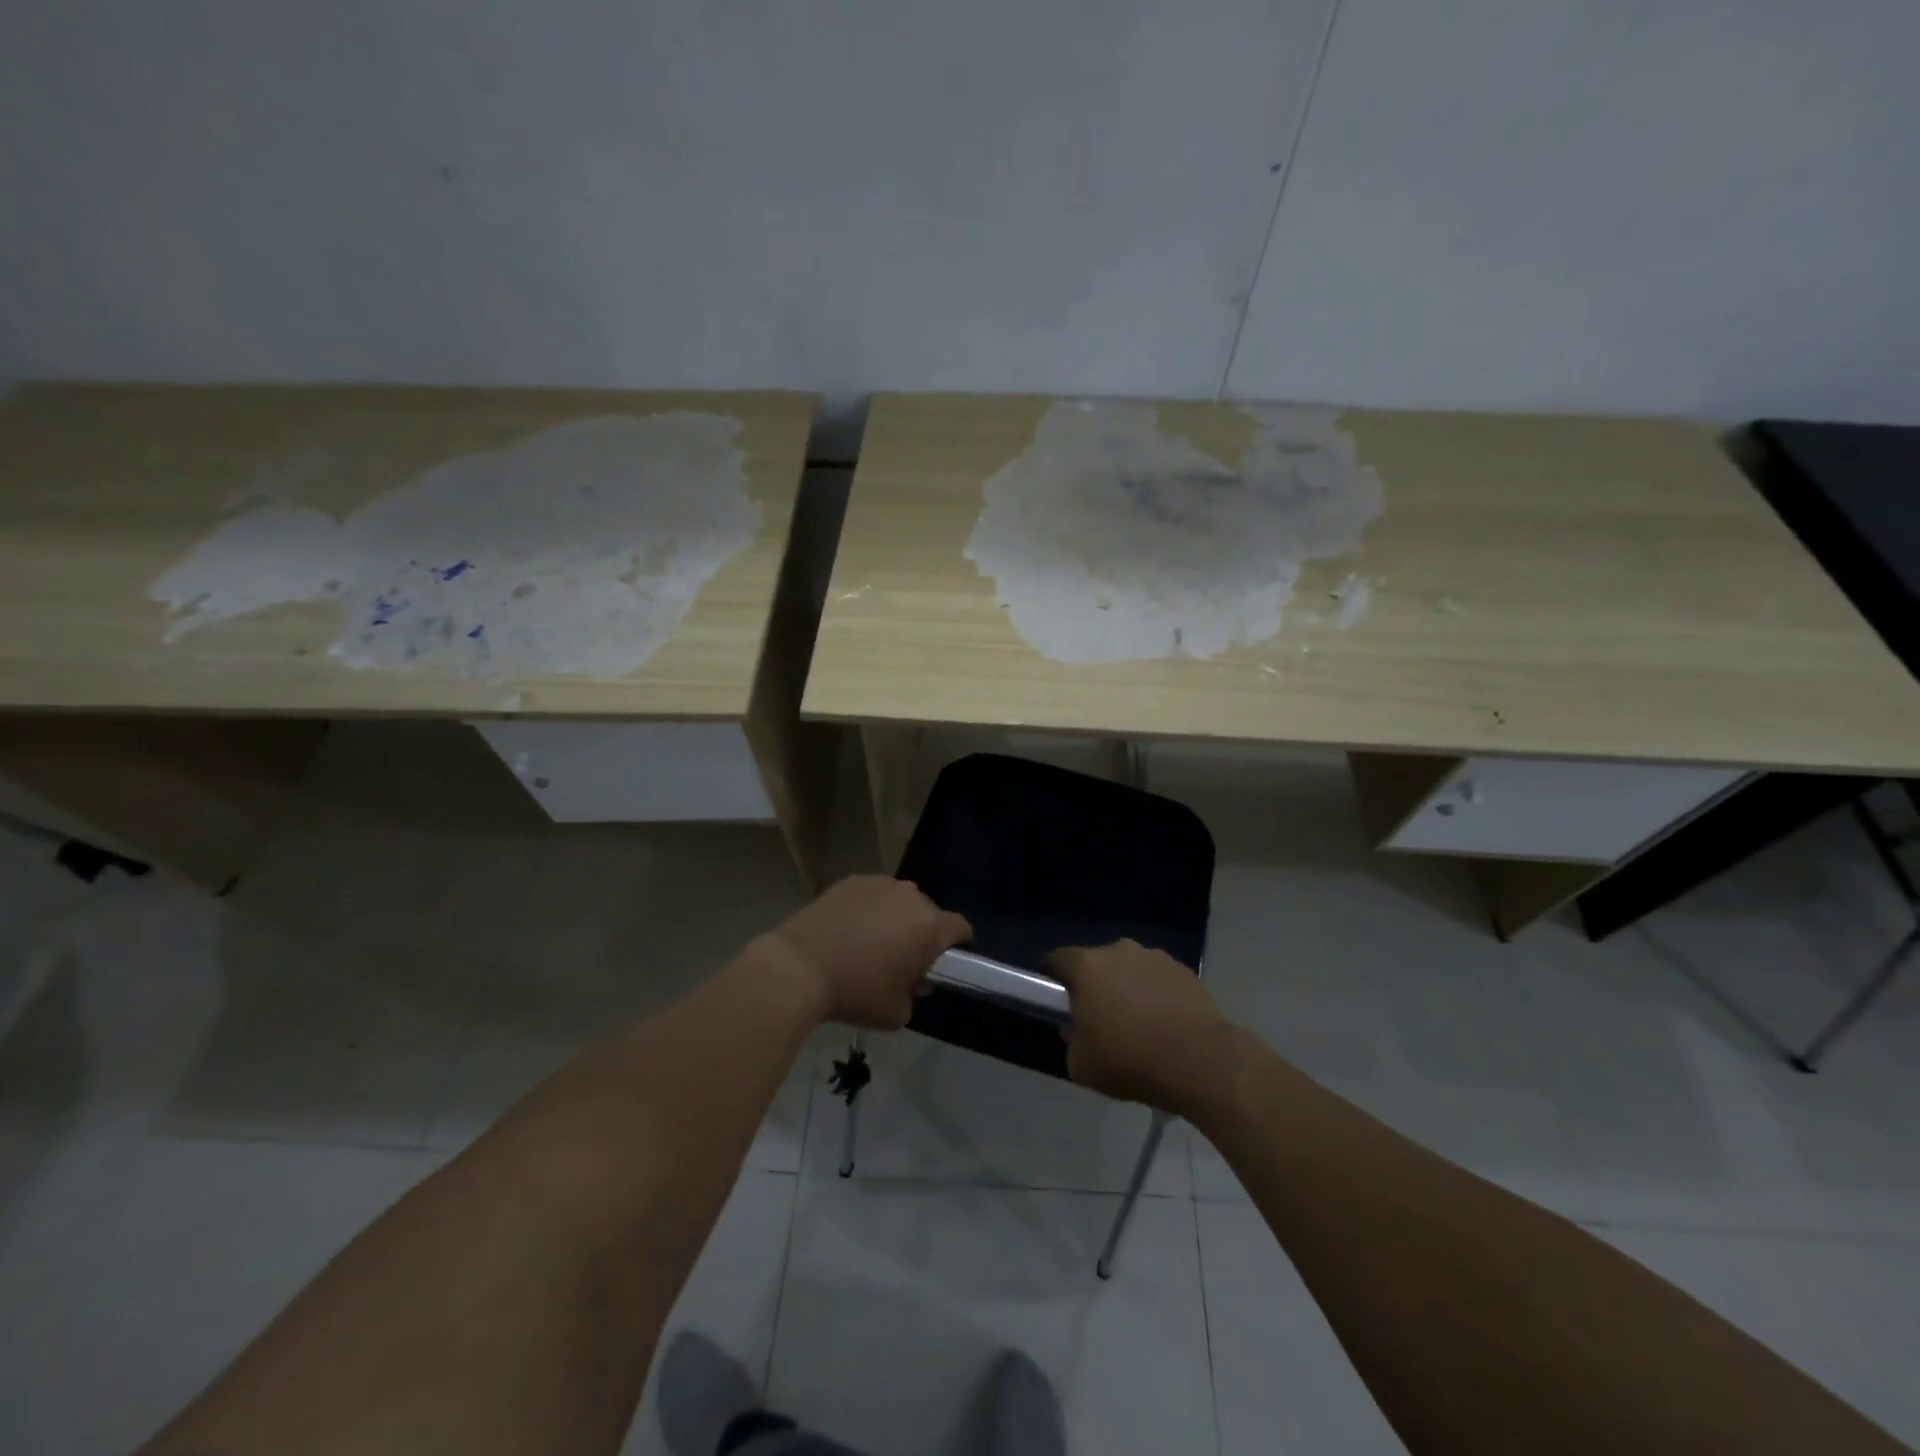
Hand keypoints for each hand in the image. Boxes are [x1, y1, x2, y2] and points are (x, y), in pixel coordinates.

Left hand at [761, 875, 971, 1029]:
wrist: (799, 967)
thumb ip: (914, 995)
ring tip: (872, 942)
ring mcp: (879, 884)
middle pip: (929, 912)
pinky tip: (849, 930)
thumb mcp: (897, 1013)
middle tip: (903, 959)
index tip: (946, 961)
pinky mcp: (851, 881)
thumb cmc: (856, 992)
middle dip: (922, 933)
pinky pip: (872, 895)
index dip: (958, 944)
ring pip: (899, 901)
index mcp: (930, 926)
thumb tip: (911, 982)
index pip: (960, 928)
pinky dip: (868, 909)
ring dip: (895, 918)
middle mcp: (910, 896)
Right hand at [1048, 940, 1238, 1119]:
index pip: (1057, 960)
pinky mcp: (1183, 970)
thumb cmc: (1131, 1060)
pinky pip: (1157, 979)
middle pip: (1095, 963)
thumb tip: (1076, 1026)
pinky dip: (1154, 994)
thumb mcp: (1080, 1064)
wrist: (1200, 1062)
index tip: (1055, 998)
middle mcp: (1119, 951)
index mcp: (1087, 966)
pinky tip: (1163, 1023)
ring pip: (1128, 969)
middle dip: (1093, 985)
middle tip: (1097, 1017)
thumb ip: (1069, 1039)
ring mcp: (1154, 957)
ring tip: (1136, 1023)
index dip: (1051, 977)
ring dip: (1126, 988)